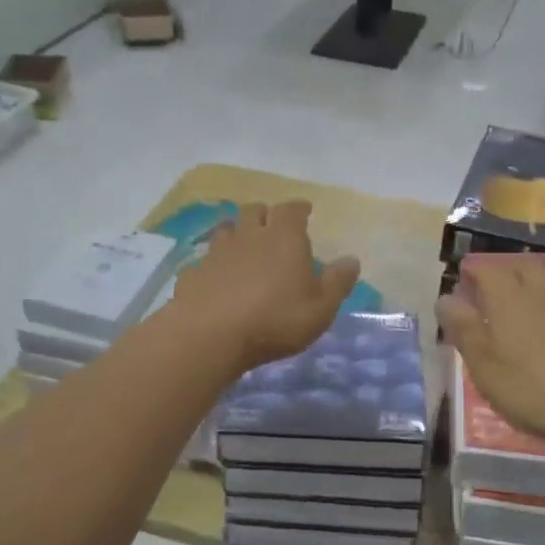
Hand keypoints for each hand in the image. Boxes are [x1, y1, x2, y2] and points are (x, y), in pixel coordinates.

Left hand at [169, 202, 358, 373]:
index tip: (305, 210)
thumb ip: (337, 282)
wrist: (209, 335)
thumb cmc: (275, 319)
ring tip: (243, 245)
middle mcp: (249, 235)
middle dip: (265, 213)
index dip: (299, 208)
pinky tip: (216, 277)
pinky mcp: (194, 273)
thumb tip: (351, 260)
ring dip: (236, 233)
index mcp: (284, 237)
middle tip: (272, 224)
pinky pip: (205, 260)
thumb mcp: (320, 307)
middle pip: (254, 211)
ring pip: (227, 230)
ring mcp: (217, 252)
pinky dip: (214, 264)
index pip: (291, 209)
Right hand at [438, 259, 544, 449]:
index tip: (462, 282)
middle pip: (520, 267)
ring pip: (544, 283)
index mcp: (507, 297)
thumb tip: (445, 298)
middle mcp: (539, 292)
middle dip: (502, 272)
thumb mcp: (483, 363)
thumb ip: (463, 328)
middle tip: (488, 291)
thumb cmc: (530, 386)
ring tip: (516, 309)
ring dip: (527, 287)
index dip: (472, 272)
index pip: (486, 269)